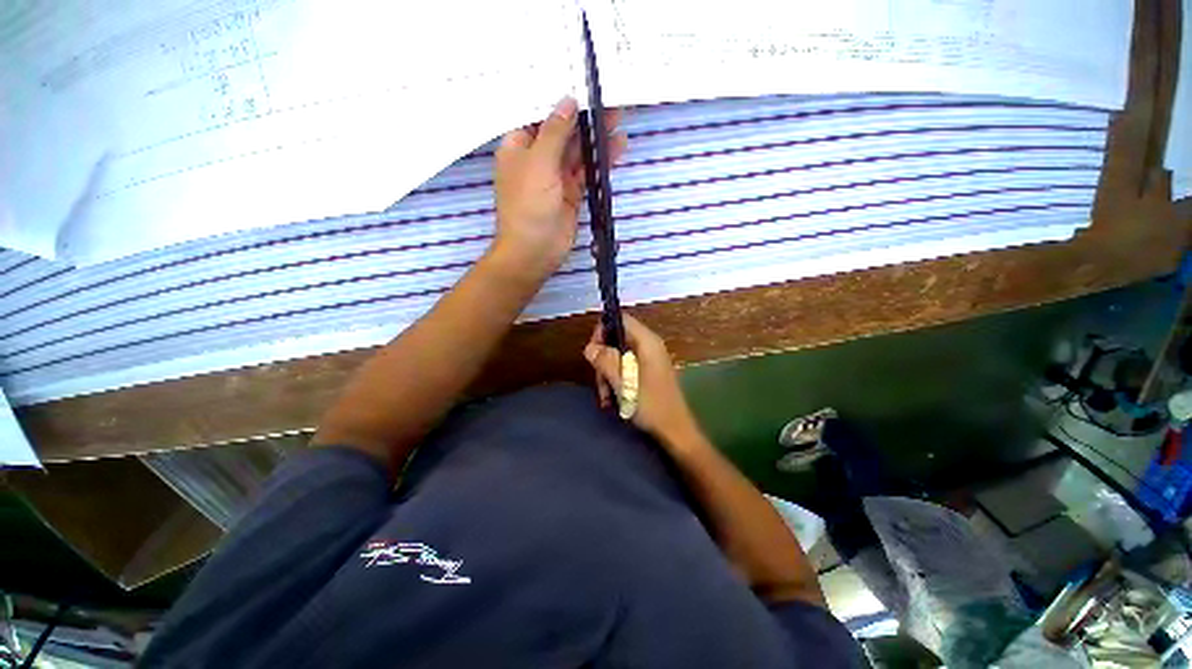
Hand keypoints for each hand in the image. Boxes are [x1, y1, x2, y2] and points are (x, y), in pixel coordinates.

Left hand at [492, 96, 625, 280]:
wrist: (534, 250)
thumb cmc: (528, 205)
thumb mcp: (538, 162)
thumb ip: (555, 132)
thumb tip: (567, 102)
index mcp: (519, 146)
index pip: (540, 115)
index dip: (560, 100)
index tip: (582, 83)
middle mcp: (537, 159)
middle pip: (563, 132)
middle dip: (584, 118)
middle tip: (610, 99)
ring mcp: (556, 177)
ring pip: (577, 152)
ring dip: (595, 138)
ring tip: (619, 117)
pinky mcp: (571, 193)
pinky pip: (587, 172)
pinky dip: (600, 161)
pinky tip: (616, 147)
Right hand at [584, 314, 700, 443]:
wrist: (674, 431)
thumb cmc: (650, 404)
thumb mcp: (623, 382)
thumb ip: (605, 361)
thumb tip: (590, 347)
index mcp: (647, 342)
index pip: (621, 320)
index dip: (603, 330)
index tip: (593, 350)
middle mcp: (649, 346)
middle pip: (617, 339)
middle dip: (604, 359)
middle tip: (599, 381)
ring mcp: (649, 360)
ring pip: (619, 356)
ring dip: (608, 374)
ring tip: (606, 397)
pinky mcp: (648, 373)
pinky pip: (626, 369)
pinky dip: (617, 381)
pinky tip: (612, 400)